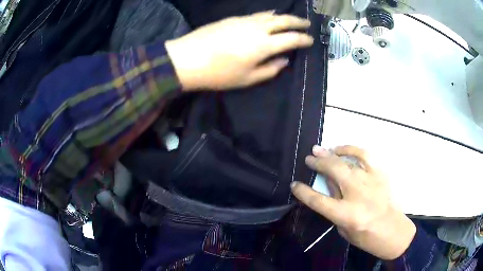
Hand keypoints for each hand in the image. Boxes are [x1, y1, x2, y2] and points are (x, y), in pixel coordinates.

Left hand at [165, 11, 312, 90]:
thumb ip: (270, 70)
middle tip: (307, 24)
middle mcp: (258, 28)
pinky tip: (269, 16)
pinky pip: (257, 14)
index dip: (303, 39)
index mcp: (264, 45)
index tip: (310, 40)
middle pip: (284, 21)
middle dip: (298, 22)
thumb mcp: (247, 79)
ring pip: (270, 15)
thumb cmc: (218, 74)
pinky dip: (268, 15)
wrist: (187, 58)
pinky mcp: (233, 18)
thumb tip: (284, 61)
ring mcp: (244, 20)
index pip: (291, 39)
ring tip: (292, 19)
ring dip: (284, 16)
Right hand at [291, 145, 415, 259]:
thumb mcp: (344, 228)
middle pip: (333, 171)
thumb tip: (328, 184)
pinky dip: (352, 149)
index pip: (317, 200)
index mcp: (346, 214)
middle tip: (309, 157)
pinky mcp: (380, 174)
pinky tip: (344, 149)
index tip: (295, 185)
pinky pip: (365, 155)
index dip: (303, 192)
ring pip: (348, 160)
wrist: (393, 231)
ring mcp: (370, 181)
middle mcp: (357, 194)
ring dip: (332, 153)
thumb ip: (336, 205)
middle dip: (318, 162)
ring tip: (322, 149)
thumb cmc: (366, 237)